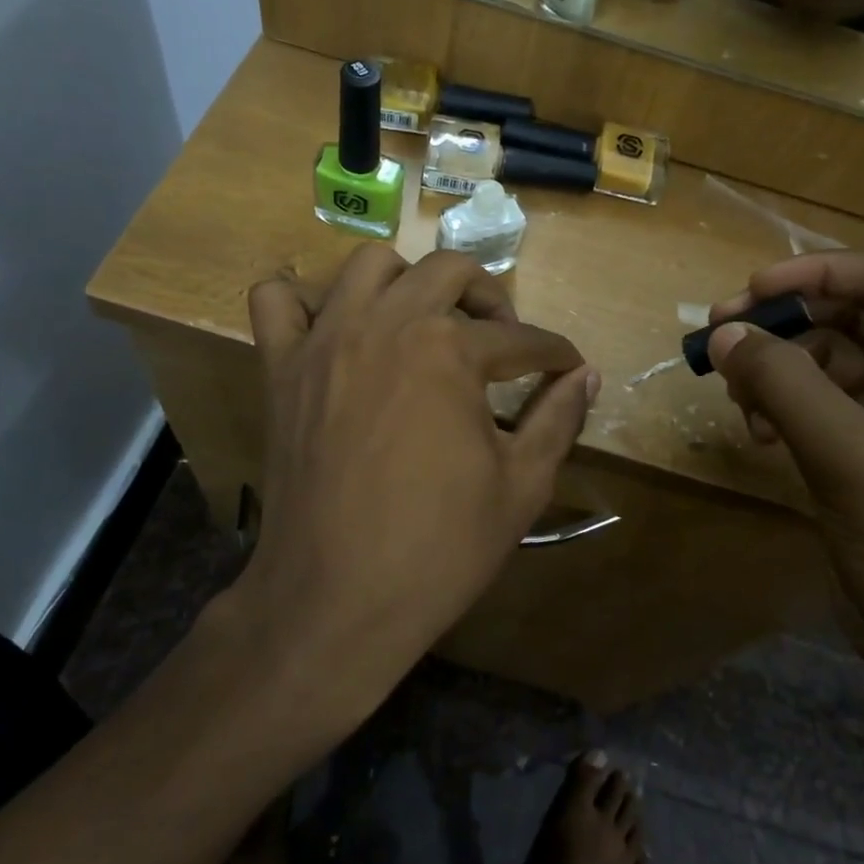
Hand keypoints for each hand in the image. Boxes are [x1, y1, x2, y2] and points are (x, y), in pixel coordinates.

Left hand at [238, 246, 596, 724]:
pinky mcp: (281, 368)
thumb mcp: (521, 485)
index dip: (553, 355)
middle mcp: (386, 323)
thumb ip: (558, 419)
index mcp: (449, 350)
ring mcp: (325, 340)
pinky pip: (277, 300)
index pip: (521, 339)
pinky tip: (334, 326)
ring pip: (369, 264)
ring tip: (425, 322)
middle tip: (502, 340)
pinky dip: (304, 298)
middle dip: (491, 298)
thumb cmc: (439, 547)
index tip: (566, 369)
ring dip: (408, 281)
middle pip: (450, 272)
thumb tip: (587, 377)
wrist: (337, 599)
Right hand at [705, 251, 863, 695]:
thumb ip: (783, 383)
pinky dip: (789, 408)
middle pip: (862, 317)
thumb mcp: (849, 456)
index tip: (751, 292)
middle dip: (790, 323)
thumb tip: (722, 331)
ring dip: (782, 370)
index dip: (821, 273)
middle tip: (721, 332)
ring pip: (838, 362)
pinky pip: (829, 405)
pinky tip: (758, 433)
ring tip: (737, 394)